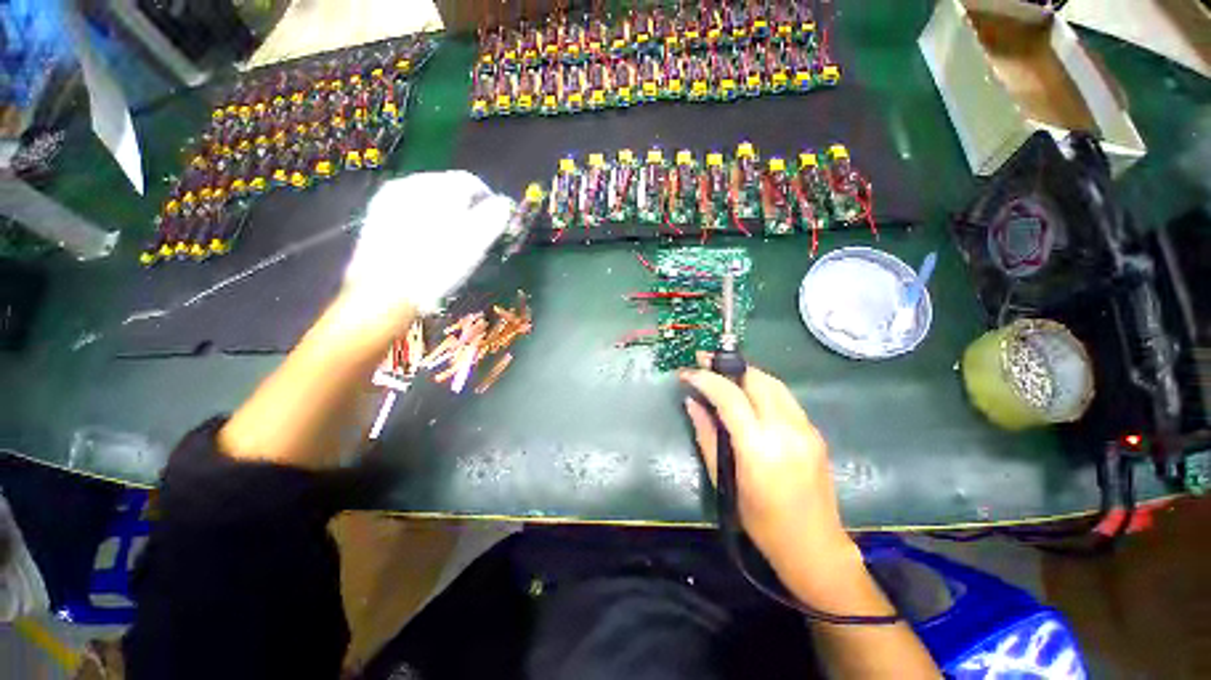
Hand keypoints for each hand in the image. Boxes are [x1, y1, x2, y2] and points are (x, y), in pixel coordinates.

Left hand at [344, 171, 514, 313]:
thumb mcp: (476, 242)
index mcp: (438, 186)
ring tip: (450, 241)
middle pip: (448, 188)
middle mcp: (411, 183)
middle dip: (466, 208)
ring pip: (428, 200)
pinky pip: (409, 211)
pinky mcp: (375, 217)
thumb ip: (494, 217)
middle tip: (474, 236)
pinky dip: (424, 222)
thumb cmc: (438, 265)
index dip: (489, 201)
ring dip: (444, 215)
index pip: (472, 182)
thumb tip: (503, 203)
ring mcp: (389, 199)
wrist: (384, 291)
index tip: (496, 223)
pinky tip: (426, 244)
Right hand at [680, 362, 855, 576]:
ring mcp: (806, 428)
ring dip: (745, 373)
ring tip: (722, 373)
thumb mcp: (725, 480)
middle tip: (704, 363)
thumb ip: (706, 435)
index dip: (706, 378)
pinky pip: (784, 397)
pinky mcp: (815, 431)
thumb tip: (692, 403)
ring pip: (773, 382)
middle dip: (727, 366)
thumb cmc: (761, 522)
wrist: (815, 546)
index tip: (687, 372)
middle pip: (756, 379)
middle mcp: (786, 430)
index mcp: (759, 447)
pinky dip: (761, 387)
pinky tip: (747, 394)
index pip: (730, 396)